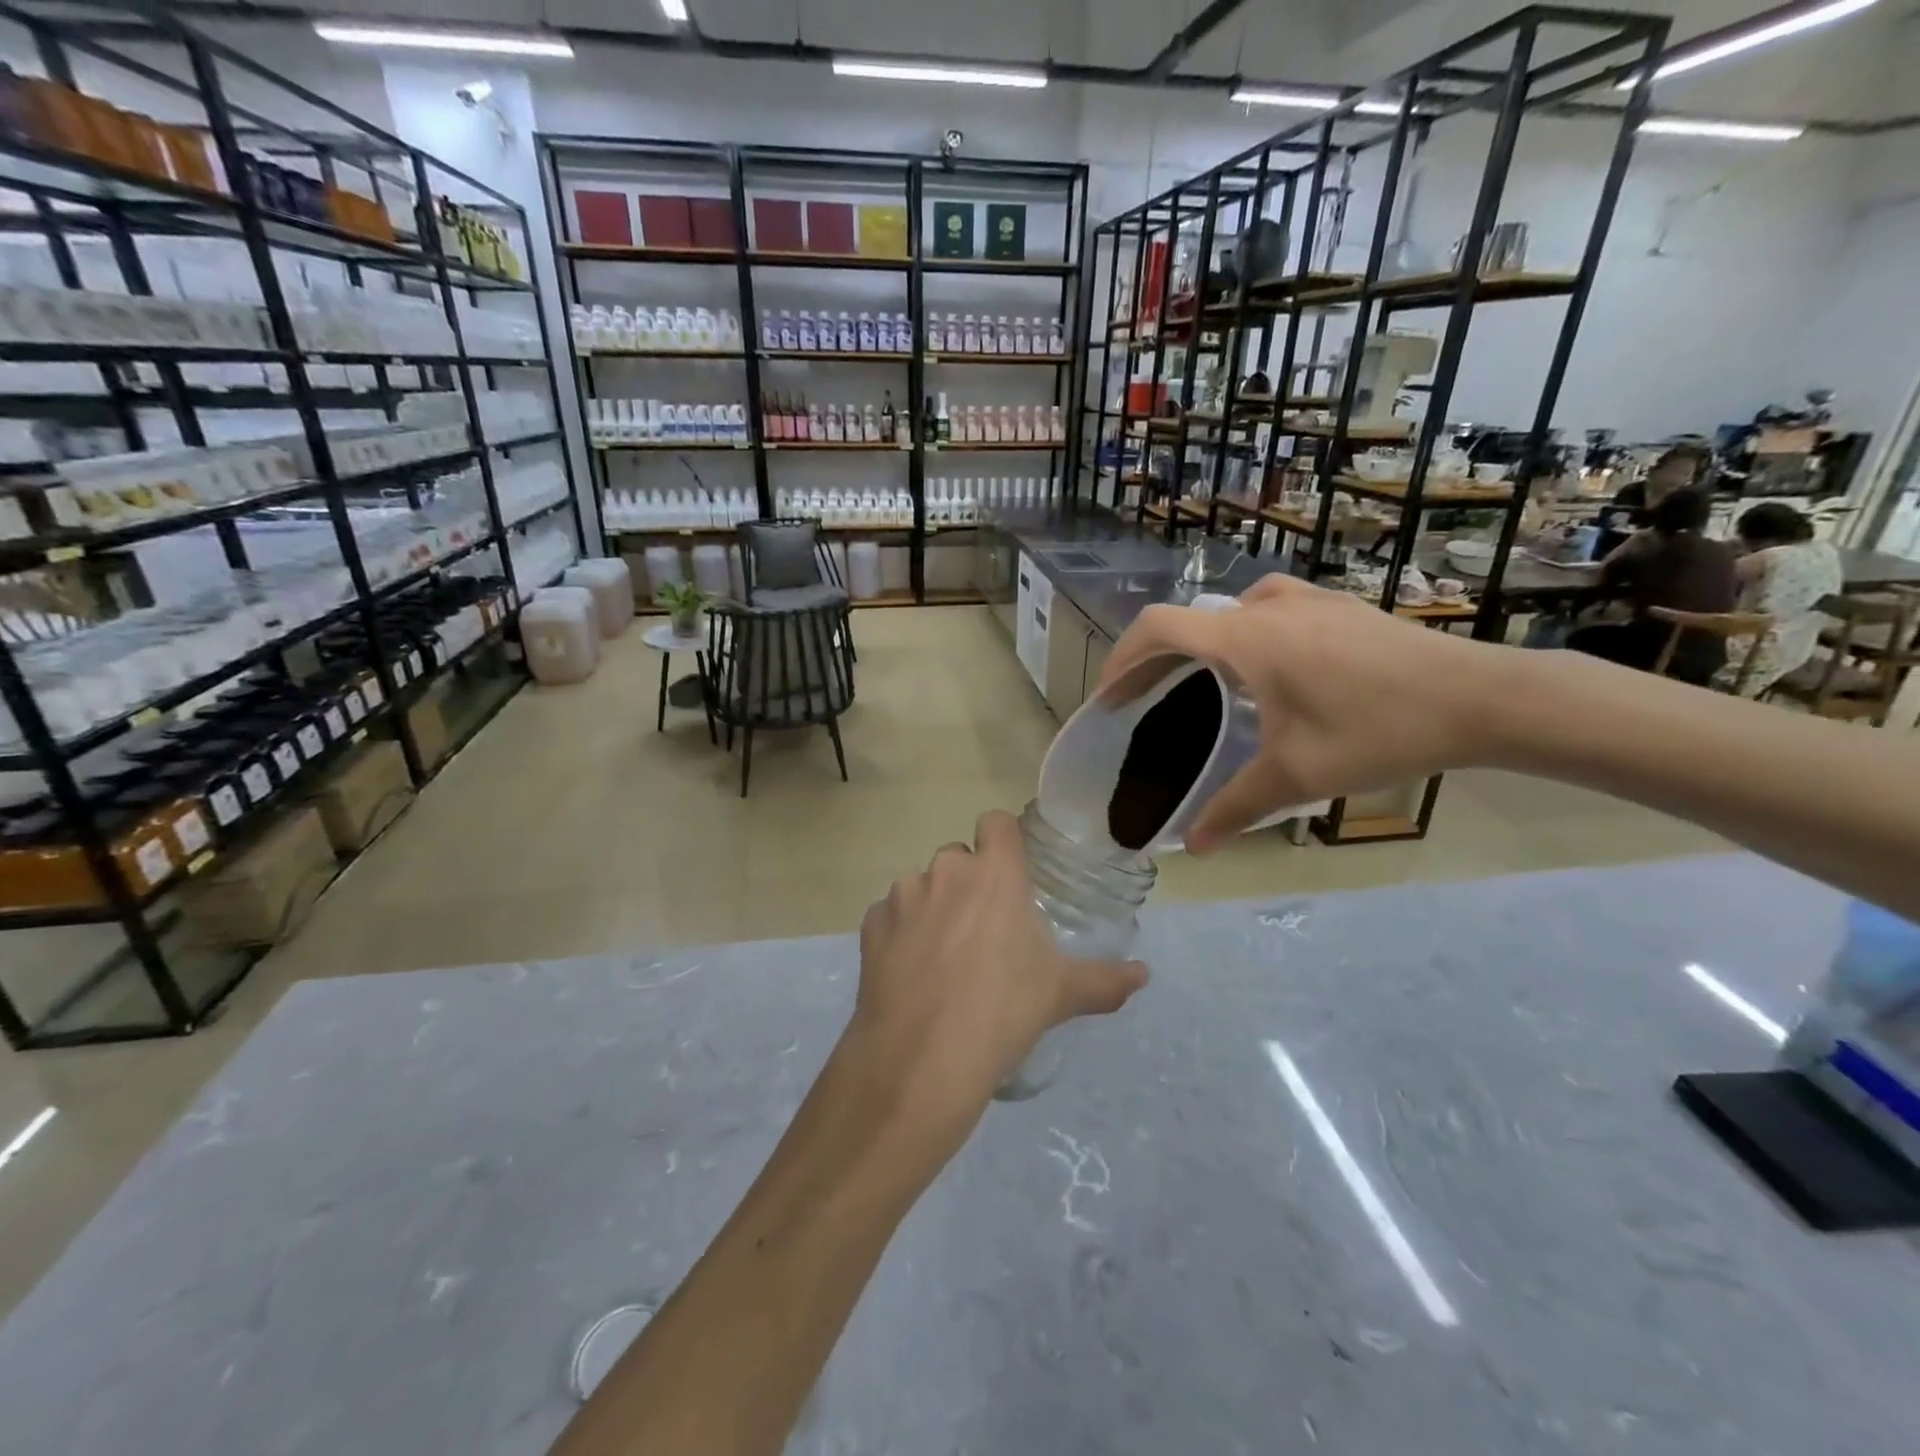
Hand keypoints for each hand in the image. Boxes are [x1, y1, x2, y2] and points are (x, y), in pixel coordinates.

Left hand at [847, 810, 1147, 1148]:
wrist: (922, 1058)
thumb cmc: (1003, 1011)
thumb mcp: (1061, 994)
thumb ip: (1106, 980)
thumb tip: (1144, 975)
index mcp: (994, 874)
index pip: (996, 822)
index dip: (1003, 840)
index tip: (1012, 871)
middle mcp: (945, 871)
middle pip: (958, 857)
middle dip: (969, 882)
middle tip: (984, 930)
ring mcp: (902, 896)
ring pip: (921, 886)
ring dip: (932, 907)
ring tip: (943, 958)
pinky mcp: (870, 926)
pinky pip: (889, 916)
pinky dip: (900, 933)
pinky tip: (910, 973)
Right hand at [1093, 575, 1502, 852]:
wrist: (1483, 696)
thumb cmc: (1379, 730)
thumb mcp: (1297, 776)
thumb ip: (1235, 808)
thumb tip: (1194, 848)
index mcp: (1245, 639)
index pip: (1158, 629)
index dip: (1122, 659)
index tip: (1109, 697)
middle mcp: (1267, 607)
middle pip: (1188, 621)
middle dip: (1154, 658)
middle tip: (1140, 697)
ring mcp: (1307, 600)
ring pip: (1229, 611)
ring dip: (1200, 642)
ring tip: (1198, 681)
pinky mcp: (1338, 607)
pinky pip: (1267, 610)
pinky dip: (1240, 634)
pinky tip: (1266, 669)